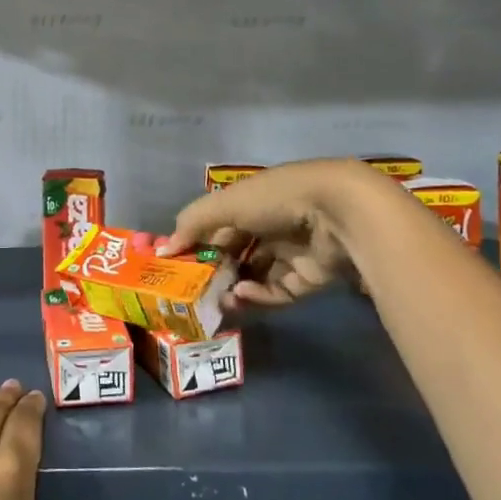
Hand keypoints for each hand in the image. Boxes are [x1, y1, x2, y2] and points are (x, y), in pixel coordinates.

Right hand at [161, 158, 364, 307]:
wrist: (337, 213)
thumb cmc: (275, 199)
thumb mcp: (226, 204)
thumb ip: (192, 224)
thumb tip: (163, 249)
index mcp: (251, 202)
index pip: (218, 225)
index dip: (197, 243)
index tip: (177, 263)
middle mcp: (270, 226)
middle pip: (236, 253)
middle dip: (215, 271)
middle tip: (195, 289)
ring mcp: (289, 254)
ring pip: (254, 276)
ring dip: (234, 288)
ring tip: (219, 300)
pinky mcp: (307, 280)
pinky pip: (276, 292)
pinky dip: (258, 296)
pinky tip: (243, 295)